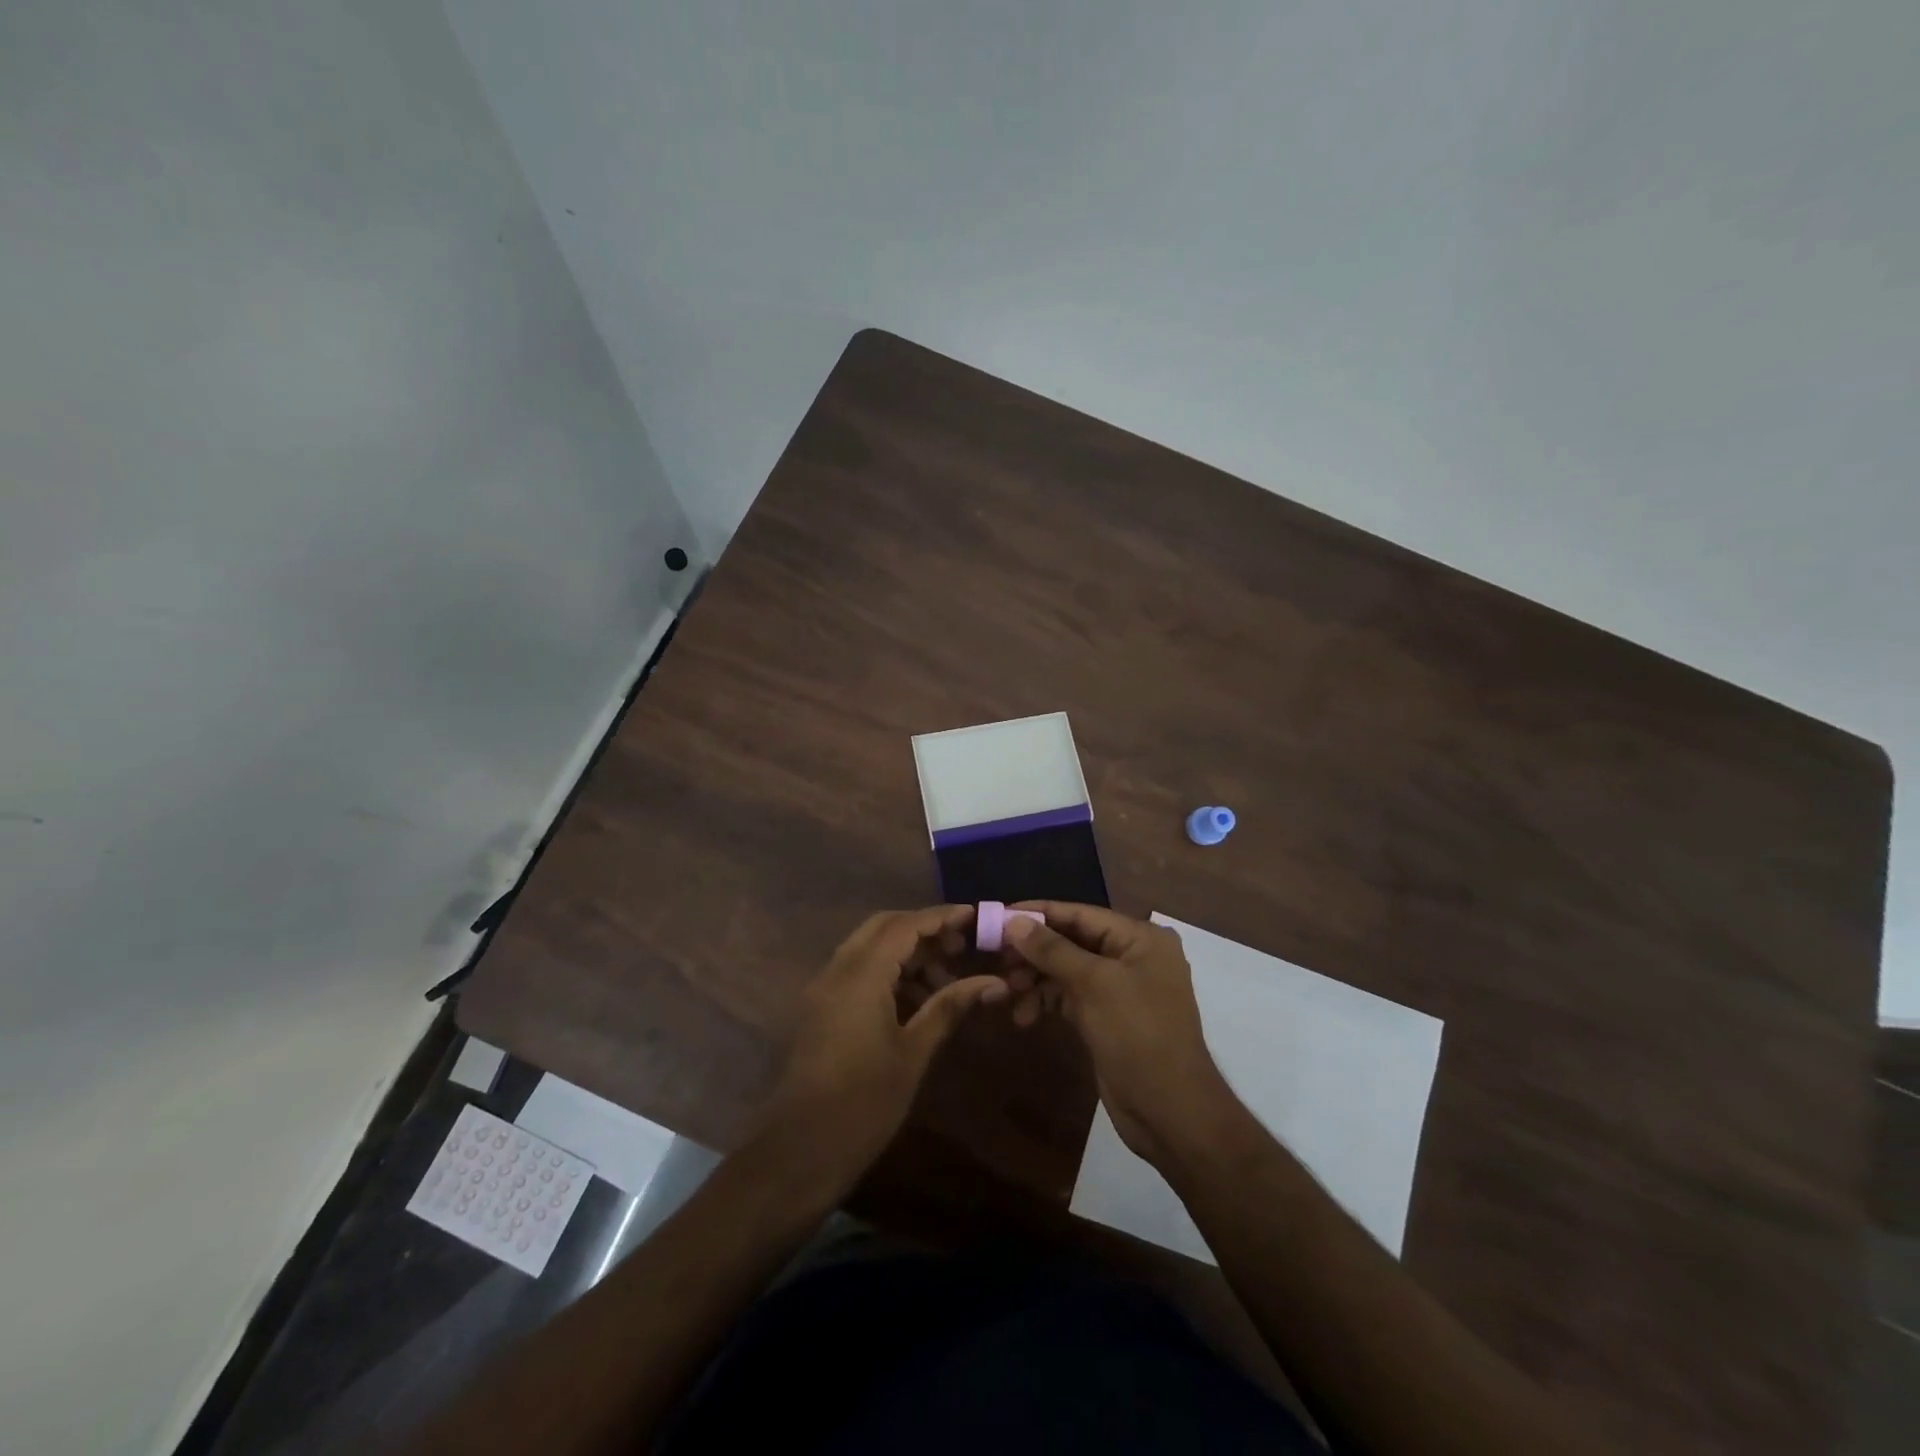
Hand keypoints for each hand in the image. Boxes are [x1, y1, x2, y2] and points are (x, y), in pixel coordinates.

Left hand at [754, 906, 1008, 1185]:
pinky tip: (919, 1000)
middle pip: (884, 927)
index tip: (975, 917)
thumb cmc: (863, 1104)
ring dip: (908, 953)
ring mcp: (825, 988)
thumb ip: (949, 1008)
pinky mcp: (822, 1008)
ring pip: (870, 948)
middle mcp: (838, 970)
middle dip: (924, 930)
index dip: (941, 917)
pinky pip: (859, 971)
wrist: (798, 1152)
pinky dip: (890, 973)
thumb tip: (993, 981)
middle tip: (962, 947)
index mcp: (860, 975)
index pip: (904, 925)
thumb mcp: (913, 1053)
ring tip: (948, 980)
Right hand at [1004, 903, 1236, 1169]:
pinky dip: (1047, 1001)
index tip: (997, 915)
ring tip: (1008, 994)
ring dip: (1036, 979)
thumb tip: (1013, 921)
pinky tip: (1024, 1017)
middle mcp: (1132, 956)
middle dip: (1034, 952)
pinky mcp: (1108, 1017)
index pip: (1081, 913)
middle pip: (1072, 941)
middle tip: (997, 960)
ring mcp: (1120, 988)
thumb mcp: (1093, 985)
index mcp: (1140, 938)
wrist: (1170, 1113)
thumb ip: (1052, 949)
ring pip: (1067, 970)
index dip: (1039, 913)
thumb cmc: (1138, 1035)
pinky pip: (1070, 997)